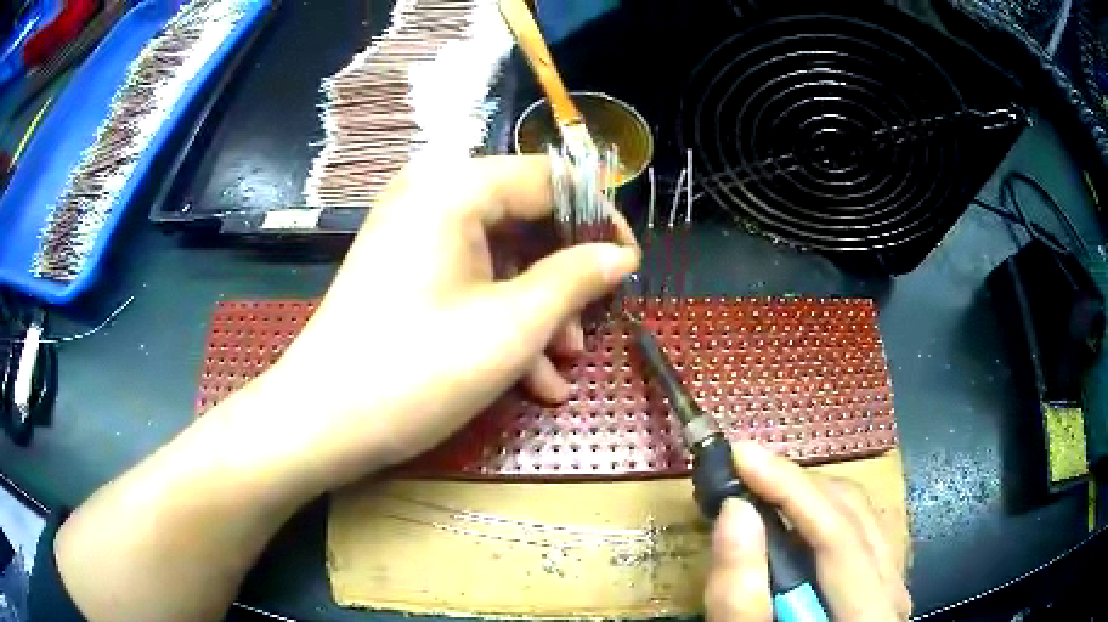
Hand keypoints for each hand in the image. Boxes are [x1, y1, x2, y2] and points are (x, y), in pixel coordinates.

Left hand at [265, 155, 638, 489]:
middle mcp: (431, 196)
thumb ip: (576, 278)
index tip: (628, 264)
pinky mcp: (404, 270)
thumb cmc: (417, 370)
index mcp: (455, 187)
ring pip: (500, 257)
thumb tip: (620, 255)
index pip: (549, 178)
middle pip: (524, 219)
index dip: (598, 218)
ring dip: (538, 310)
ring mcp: (413, 235)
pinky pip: (468, 280)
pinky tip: (528, 379)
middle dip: (565, 278)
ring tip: (561, 367)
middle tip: (592, 326)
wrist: (320, 423)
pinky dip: (501, 320)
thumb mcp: (513, 326)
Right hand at [704, 442, 910, 621]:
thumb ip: (741, 597)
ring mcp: (894, 586)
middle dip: (797, 487)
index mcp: (872, 613)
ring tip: (764, 492)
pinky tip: (796, 524)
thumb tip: (735, 512)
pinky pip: (861, 533)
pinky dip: (824, 518)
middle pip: (855, 515)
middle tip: (743, 475)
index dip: (789, 487)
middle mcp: (894, 591)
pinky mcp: (883, 585)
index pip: (838, 534)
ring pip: (862, 517)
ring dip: (810, 498)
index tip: (740, 454)